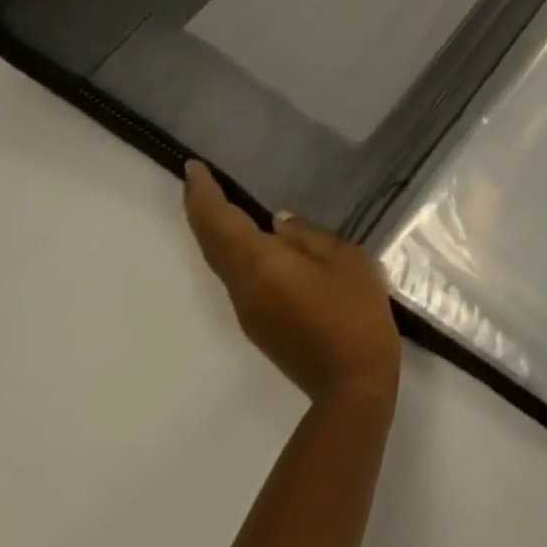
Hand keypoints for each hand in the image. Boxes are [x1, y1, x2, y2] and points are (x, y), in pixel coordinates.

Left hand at [183, 161, 401, 408]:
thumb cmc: (354, 309)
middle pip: (212, 245)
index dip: (204, 196)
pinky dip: (233, 249)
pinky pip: (237, 276)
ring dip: (215, 231)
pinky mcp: (261, 323)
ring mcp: (249, 310)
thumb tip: (279, 222)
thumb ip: (309, 237)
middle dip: (201, 210)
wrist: (352, 378)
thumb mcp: (345, 259)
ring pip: (221, 262)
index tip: (193, 168)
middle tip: (198, 179)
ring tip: (222, 202)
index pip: (221, 225)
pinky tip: (252, 239)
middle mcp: (243, 288)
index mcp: (262, 266)